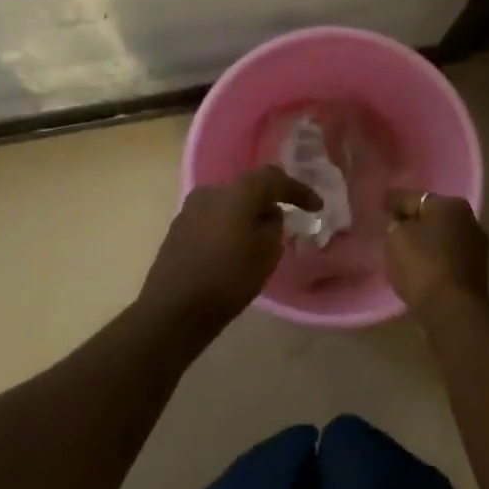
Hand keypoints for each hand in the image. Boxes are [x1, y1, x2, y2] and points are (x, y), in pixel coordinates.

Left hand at [138, 167, 319, 329]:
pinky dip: (229, 226)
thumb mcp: (266, 255)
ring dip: (248, 215)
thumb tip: (268, 215)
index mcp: (236, 194)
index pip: (273, 178)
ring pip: (230, 204)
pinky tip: (235, 248)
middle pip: (249, 189)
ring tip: (261, 238)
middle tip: (287, 220)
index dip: (298, 190)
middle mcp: (211, 192)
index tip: (316, 207)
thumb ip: (274, 227)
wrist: (172, 310)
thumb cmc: (227, 281)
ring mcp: (190, 209)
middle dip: (270, 202)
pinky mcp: (179, 228)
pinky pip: (214, 218)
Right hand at [384, 189, 488, 308]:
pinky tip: (419, 268)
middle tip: (391, 228)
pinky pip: (446, 259)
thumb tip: (402, 224)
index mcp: (451, 205)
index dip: (394, 201)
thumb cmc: (423, 265)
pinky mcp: (475, 273)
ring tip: (402, 251)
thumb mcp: (397, 237)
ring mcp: (476, 248)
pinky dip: (433, 260)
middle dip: (413, 221)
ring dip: (425, 242)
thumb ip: (396, 224)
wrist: (452, 311)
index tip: (381, 204)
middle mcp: (469, 221)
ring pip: (441, 239)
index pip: (414, 198)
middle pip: (432, 217)